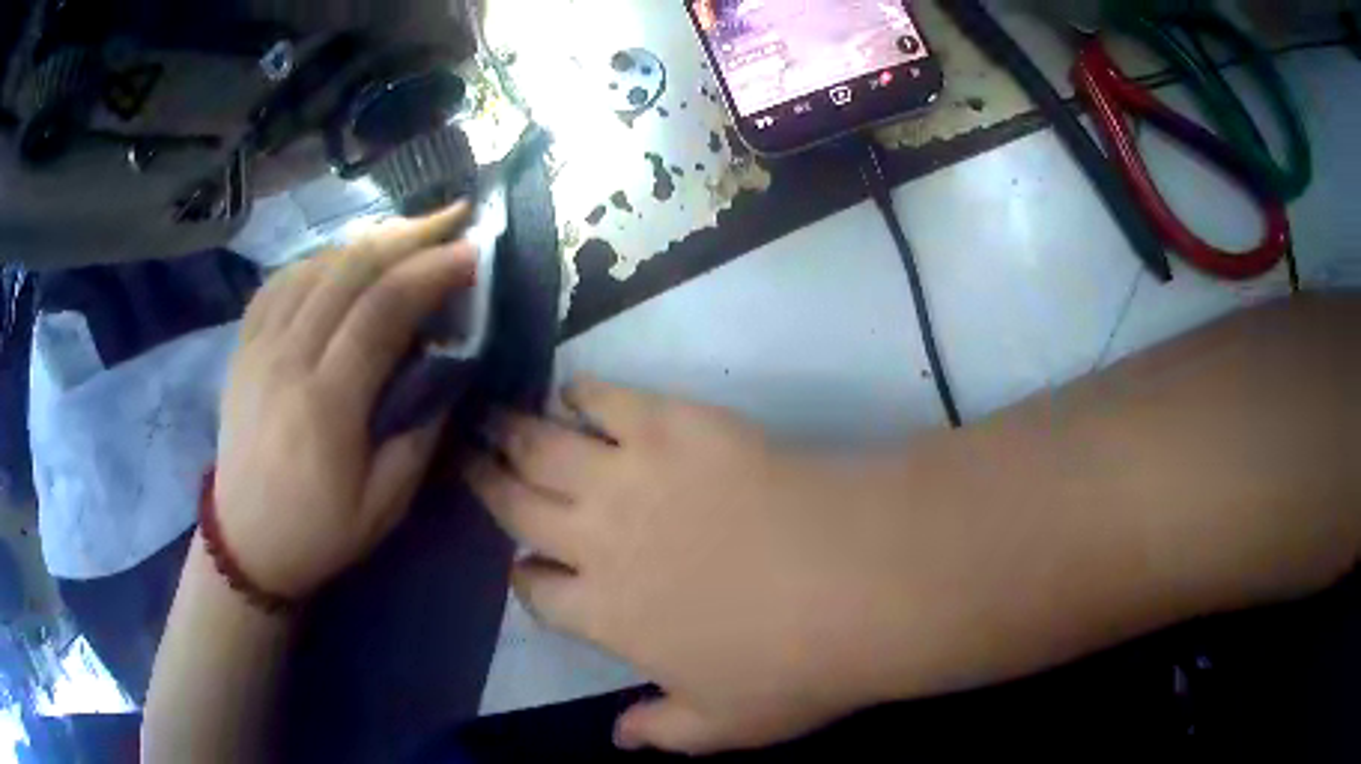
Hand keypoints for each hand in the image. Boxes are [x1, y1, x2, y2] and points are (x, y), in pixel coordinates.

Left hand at [215, 204, 475, 599]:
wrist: (245, 542)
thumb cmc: (320, 532)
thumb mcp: (385, 504)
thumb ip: (420, 433)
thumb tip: (446, 365)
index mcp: (326, 405)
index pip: (381, 311)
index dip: (429, 272)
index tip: (471, 252)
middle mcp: (287, 360)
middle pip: (348, 270)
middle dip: (407, 234)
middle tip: (452, 218)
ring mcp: (258, 347)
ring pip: (315, 265)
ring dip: (367, 240)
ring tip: (408, 233)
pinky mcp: (243, 346)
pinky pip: (280, 280)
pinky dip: (319, 258)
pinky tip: (343, 258)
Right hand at [467, 381, 900, 754]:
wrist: (858, 580)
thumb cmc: (792, 666)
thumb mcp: (723, 726)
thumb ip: (662, 732)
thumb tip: (619, 738)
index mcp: (603, 614)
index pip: (535, 589)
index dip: (523, 575)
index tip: (522, 564)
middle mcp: (597, 540)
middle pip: (518, 505)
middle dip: (486, 482)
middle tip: (463, 455)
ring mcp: (631, 475)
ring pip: (545, 447)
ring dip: (511, 431)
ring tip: (488, 415)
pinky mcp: (675, 424)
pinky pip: (609, 399)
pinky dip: (583, 392)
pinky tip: (571, 389)